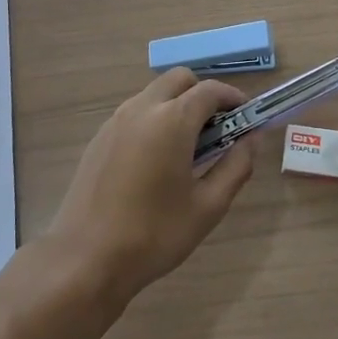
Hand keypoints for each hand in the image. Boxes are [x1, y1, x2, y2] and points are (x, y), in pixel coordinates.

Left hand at [47, 68, 255, 306]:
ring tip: (189, 148)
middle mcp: (142, 109)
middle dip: (203, 95)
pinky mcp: (99, 138)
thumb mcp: (208, 206)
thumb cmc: (154, 234)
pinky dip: (154, 120)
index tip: (247, 118)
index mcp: (172, 120)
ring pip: (154, 94)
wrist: (86, 258)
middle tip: (218, 130)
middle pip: (179, 80)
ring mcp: (115, 121)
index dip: (233, 99)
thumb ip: (236, 166)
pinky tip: (157, 161)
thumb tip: (251, 139)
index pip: (210, 90)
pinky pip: (135, 113)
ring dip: (177, 105)